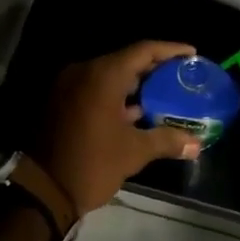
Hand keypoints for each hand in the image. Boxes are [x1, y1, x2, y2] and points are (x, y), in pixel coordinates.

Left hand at [24, 41, 204, 222]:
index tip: (191, 54)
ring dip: (136, 83)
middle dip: (155, 67)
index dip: (170, 50)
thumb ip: (167, 140)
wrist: (43, 191)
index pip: (143, 51)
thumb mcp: (134, 152)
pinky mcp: (61, 102)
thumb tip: (196, 144)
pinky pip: (95, 88)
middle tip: (181, 75)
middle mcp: (84, 72)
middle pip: (126, 60)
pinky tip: (137, 111)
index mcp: (103, 75)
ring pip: (110, 75)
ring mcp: (69, 86)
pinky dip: (117, 95)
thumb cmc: (92, 164)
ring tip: (165, 92)